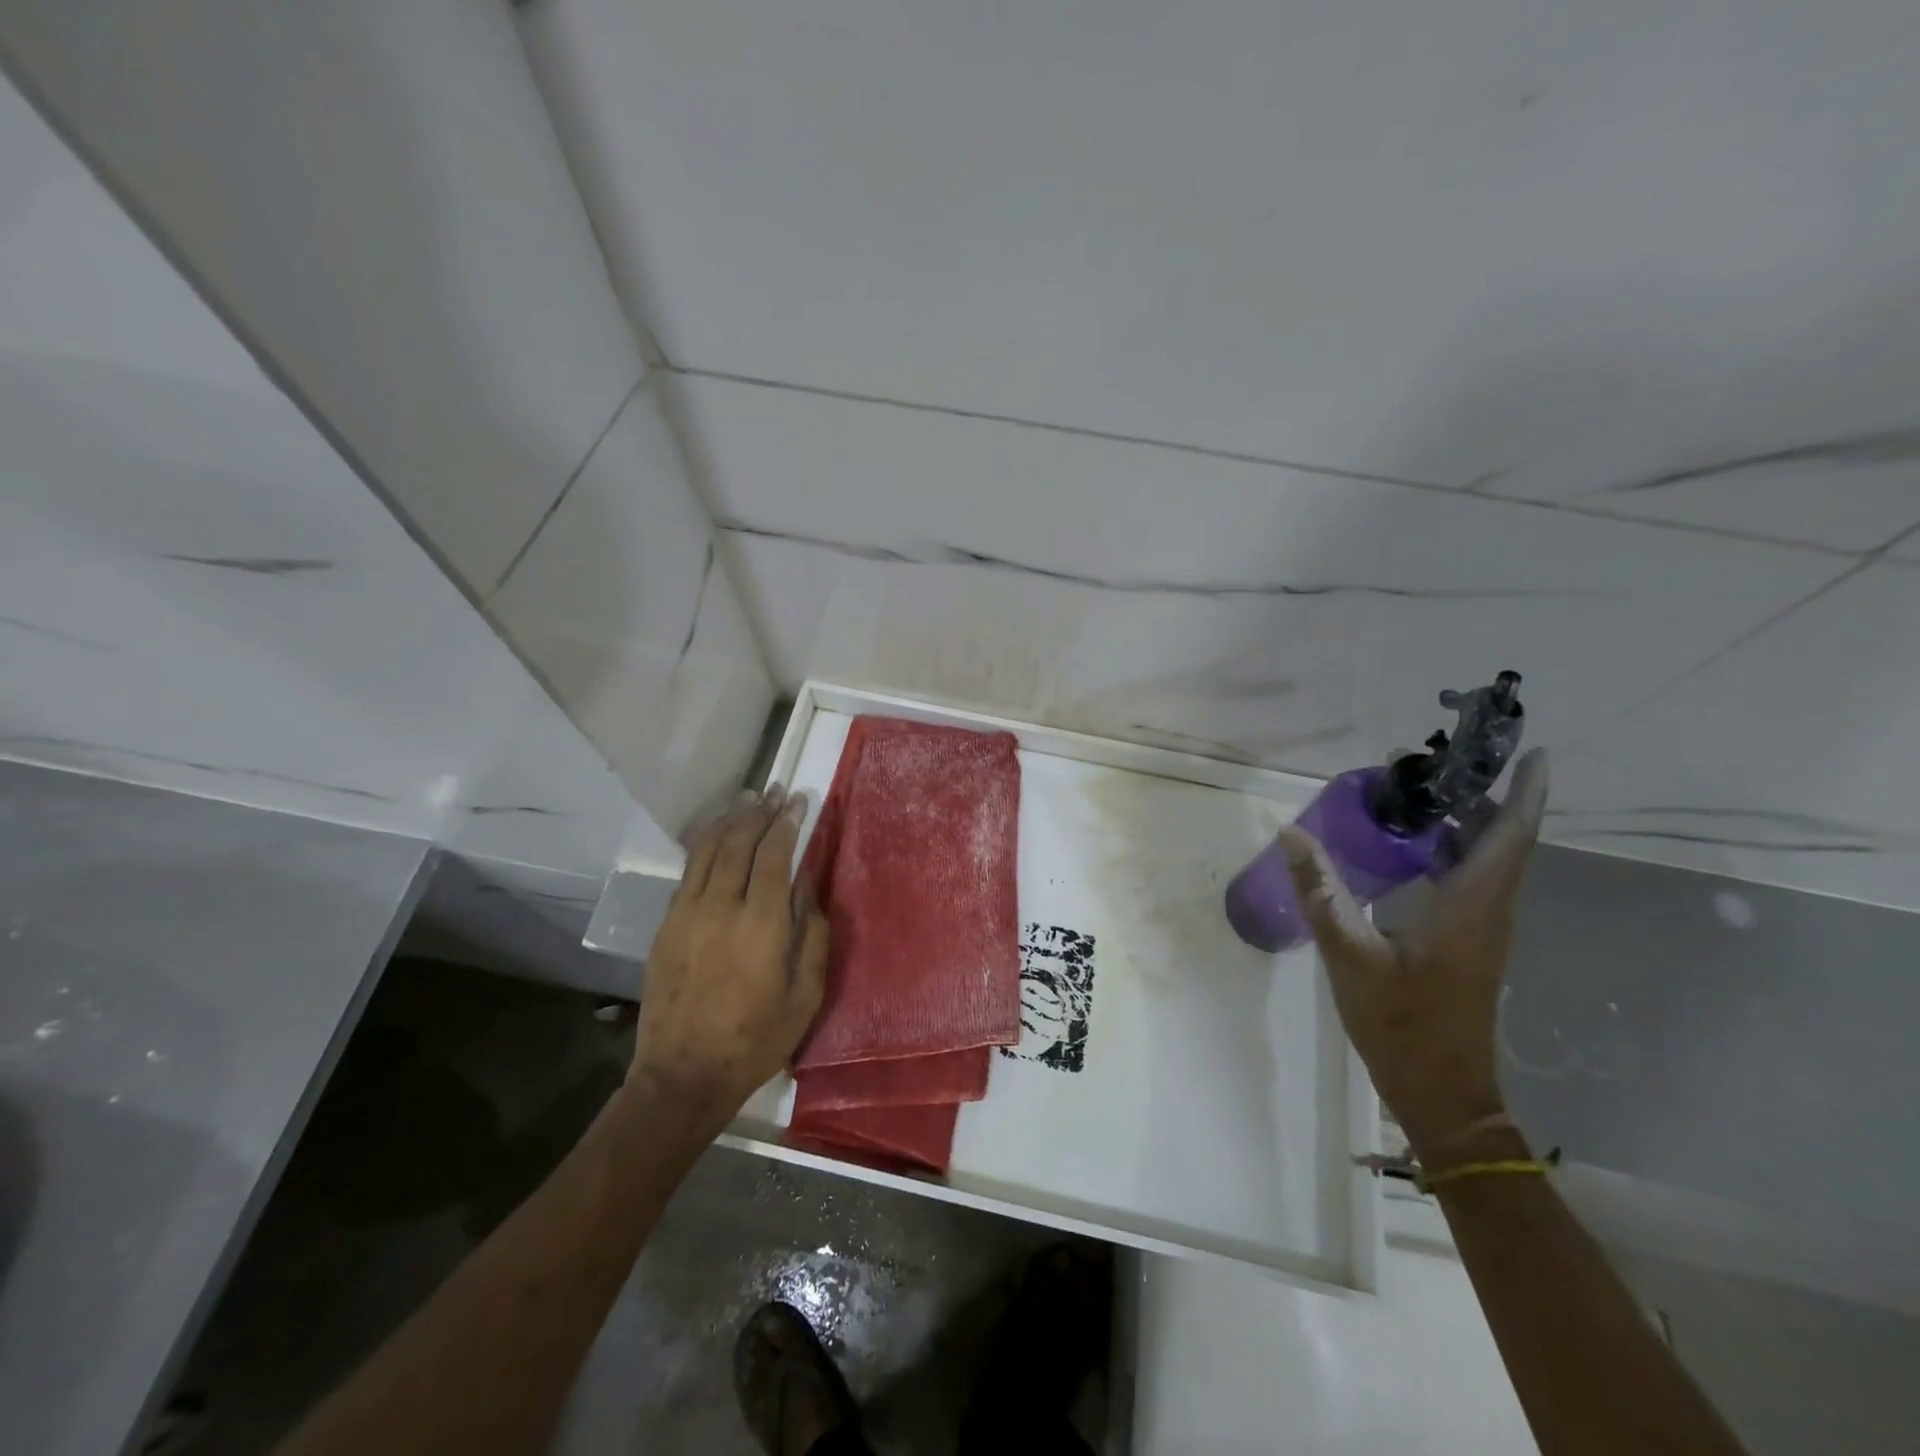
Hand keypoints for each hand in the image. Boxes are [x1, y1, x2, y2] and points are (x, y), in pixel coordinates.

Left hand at [630, 787, 828, 1136]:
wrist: (683, 1075)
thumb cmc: (756, 1040)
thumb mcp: (805, 995)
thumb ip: (812, 935)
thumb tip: (809, 886)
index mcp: (761, 925)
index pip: (774, 856)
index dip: (787, 824)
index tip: (798, 801)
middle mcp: (721, 908)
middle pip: (738, 843)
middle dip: (759, 812)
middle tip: (775, 792)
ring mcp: (687, 914)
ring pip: (707, 850)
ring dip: (729, 820)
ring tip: (747, 800)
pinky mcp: (666, 925)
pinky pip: (688, 872)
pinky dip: (705, 845)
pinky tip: (717, 836)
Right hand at [1280, 749, 1548, 1161]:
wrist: (1441, 1092)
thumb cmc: (1401, 1024)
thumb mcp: (1349, 955)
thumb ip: (1321, 892)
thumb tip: (1291, 834)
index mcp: (1472, 908)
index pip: (1511, 836)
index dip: (1525, 792)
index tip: (1530, 751)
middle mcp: (1489, 911)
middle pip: (1502, 840)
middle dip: (1478, 794)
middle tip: (1428, 763)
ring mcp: (1482, 928)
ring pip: (1487, 859)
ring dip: (1464, 821)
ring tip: (1415, 792)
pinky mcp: (1469, 942)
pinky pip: (1470, 879)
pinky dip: (1450, 850)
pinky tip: (1407, 847)